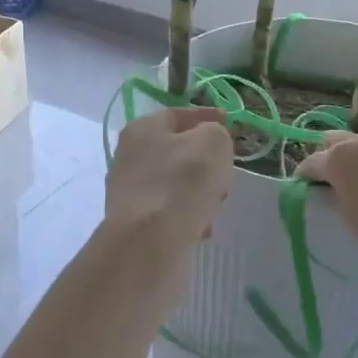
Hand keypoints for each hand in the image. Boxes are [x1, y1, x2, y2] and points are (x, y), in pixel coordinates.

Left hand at [103, 106, 233, 263]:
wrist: (150, 243)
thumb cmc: (183, 182)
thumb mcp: (213, 143)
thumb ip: (216, 134)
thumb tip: (210, 142)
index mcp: (142, 128)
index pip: (178, 114)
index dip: (207, 117)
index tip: (229, 123)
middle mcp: (129, 156)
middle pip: (177, 151)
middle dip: (205, 161)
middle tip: (225, 170)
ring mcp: (129, 191)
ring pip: (175, 183)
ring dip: (198, 191)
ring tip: (215, 204)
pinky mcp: (134, 223)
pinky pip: (169, 212)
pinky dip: (187, 216)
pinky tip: (201, 228)